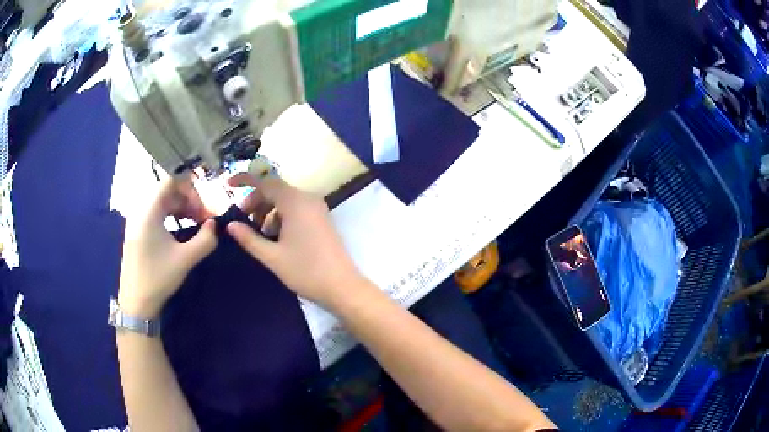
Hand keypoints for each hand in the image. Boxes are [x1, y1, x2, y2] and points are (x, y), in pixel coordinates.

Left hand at [119, 177, 217, 317]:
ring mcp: (137, 220)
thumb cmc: (158, 278)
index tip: (203, 208)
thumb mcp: (185, 259)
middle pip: (167, 191)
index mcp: (149, 211)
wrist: (136, 302)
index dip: (190, 189)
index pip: (170, 181)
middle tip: (203, 217)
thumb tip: (214, 225)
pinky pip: (156, 212)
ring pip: (162, 202)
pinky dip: (171, 215)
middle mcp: (141, 210)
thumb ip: (205, 240)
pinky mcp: (137, 231)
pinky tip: (180, 228)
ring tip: (195, 222)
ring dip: (181, 207)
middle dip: (188, 200)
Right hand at [226, 174, 362, 307]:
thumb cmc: (305, 271)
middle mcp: (308, 199)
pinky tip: (276, 237)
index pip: (265, 182)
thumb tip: (230, 225)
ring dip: (268, 211)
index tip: (228, 186)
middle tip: (243, 221)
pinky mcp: (322, 218)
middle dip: (256, 201)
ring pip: (286, 200)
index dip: (245, 180)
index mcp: (295, 202)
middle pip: (275, 190)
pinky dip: (281, 217)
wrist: (342, 287)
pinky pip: (297, 208)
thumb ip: (249, 238)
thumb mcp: (272, 256)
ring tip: (260, 234)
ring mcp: (317, 208)